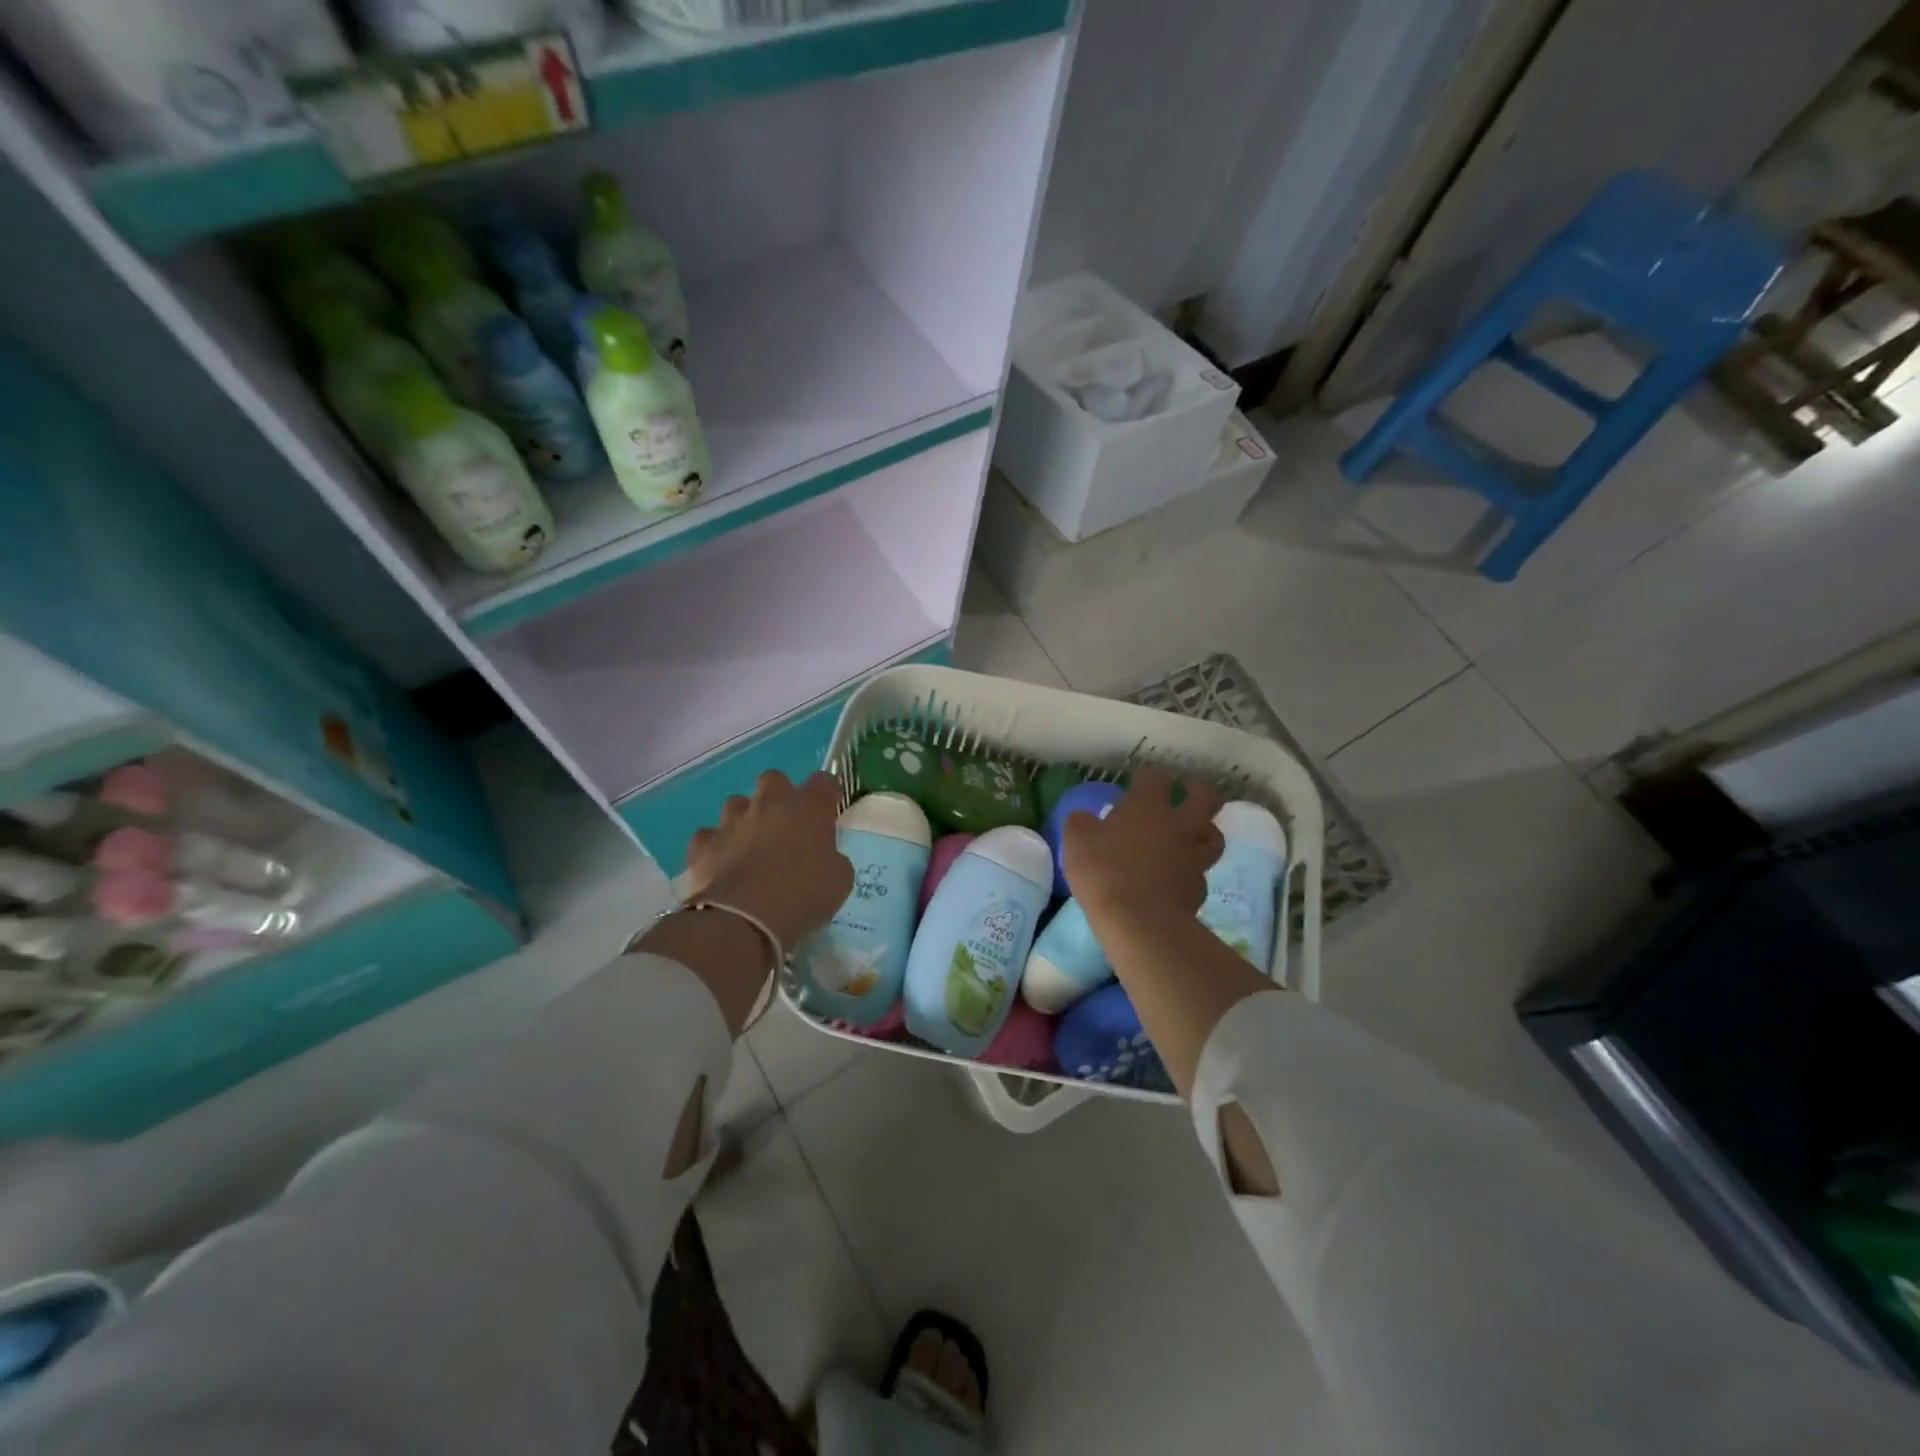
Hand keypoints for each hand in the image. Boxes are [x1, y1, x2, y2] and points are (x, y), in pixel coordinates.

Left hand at [682, 771, 852, 950]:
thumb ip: (833, 858)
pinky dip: (716, 846)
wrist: (743, 920)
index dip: (827, 793)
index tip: (829, 810)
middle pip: (774, 779)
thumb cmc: (802, 897)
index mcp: (809, 808)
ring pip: (737, 804)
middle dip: (780, 796)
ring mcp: (732, 821)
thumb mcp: (839, 880)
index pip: (824, 781)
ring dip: (746, 818)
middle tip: (786, 824)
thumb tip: (825, 856)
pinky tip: (722, 864)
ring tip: (751, 845)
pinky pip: (709, 835)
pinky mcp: (704, 843)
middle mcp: (769, 804)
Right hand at [1063, 765, 1223, 934]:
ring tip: (1190, 835)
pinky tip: (1178, 878)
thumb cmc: (1104, 872)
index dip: (1148, 775)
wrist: (1140, 922)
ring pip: (1214, 835)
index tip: (1139, 779)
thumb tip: (1084, 818)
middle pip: (1206, 796)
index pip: (1156, 776)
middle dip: (1198, 790)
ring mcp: (1193, 857)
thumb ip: (1081, 824)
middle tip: (1186, 792)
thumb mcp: (1076, 842)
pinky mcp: (1199, 889)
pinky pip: (1201, 873)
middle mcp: (1178, 825)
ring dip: (1204, 831)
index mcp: (1148, 806)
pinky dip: (1191, 872)